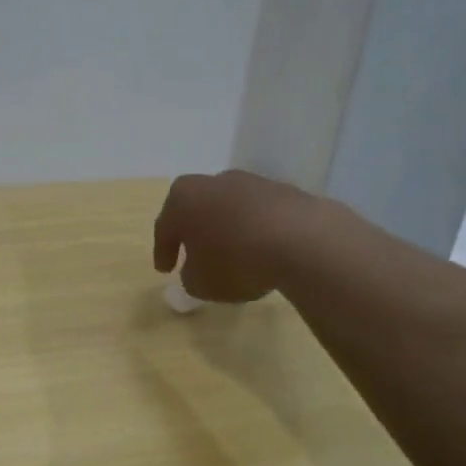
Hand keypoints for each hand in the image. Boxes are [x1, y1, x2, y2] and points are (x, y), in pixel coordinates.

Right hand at [152, 170, 319, 302]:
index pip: (165, 226)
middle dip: (195, 233)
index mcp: (184, 198)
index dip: (163, 251)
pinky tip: (263, 252)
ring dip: (228, 231)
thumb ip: (191, 276)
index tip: (165, 270)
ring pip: (231, 209)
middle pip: (198, 209)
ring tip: (234, 257)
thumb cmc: (235, 261)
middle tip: (194, 257)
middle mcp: (214, 182)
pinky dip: (257, 231)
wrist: (302, 241)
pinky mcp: (285, 191)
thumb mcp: (201, 283)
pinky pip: (261, 215)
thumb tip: (197, 270)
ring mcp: (252, 183)